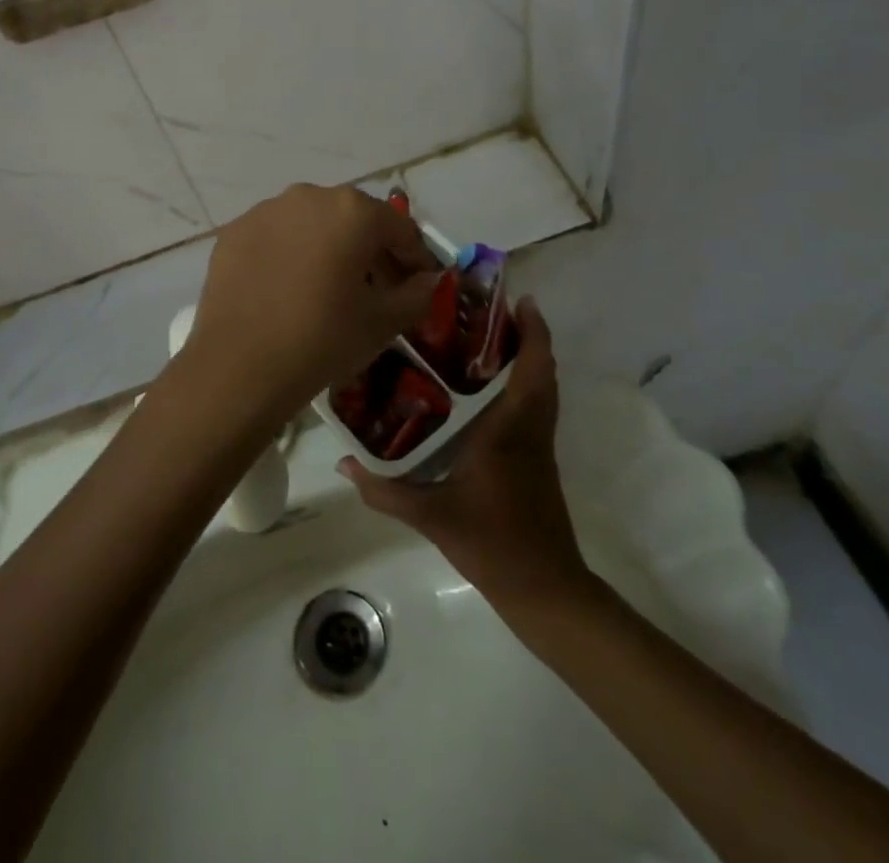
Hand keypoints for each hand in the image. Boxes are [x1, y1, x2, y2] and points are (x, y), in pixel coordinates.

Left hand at [171, 184, 439, 435]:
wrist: (239, 366)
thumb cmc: (322, 339)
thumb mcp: (383, 322)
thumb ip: (417, 294)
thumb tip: (429, 280)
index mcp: (353, 211)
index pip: (399, 228)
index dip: (416, 258)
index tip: (421, 285)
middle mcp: (309, 196)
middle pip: (354, 220)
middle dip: (371, 250)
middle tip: (378, 289)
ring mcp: (265, 211)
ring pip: (311, 224)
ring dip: (328, 248)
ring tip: (329, 289)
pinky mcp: (234, 232)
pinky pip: (275, 237)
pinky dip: (290, 255)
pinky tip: (288, 290)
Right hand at [341, 299, 588, 600]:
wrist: (544, 588)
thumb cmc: (491, 543)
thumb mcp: (430, 517)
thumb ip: (385, 490)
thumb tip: (344, 460)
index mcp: (509, 430)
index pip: (532, 370)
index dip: (533, 332)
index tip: (520, 299)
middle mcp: (530, 428)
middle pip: (542, 370)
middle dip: (527, 334)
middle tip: (490, 309)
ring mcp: (540, 444)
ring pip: (543, 387)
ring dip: (528, 356)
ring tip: (489, 336)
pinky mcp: (539, 458)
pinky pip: (537, 405)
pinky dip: (525, 382)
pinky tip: (488, 387)